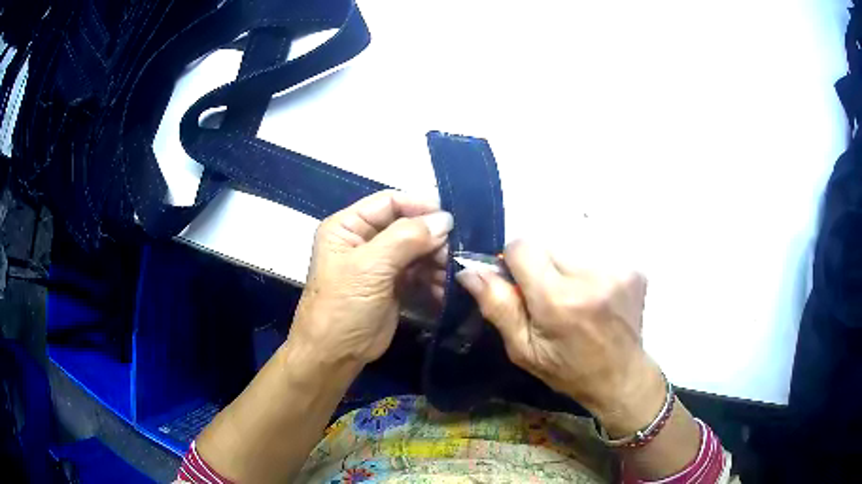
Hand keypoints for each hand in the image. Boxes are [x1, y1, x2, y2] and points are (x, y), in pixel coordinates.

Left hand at [287, 190, 451, 368]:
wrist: (335, 355)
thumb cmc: (343, 307)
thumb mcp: (369, 268)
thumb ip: (406, 238)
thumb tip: (445, 220)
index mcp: (348, 226)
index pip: (389, 202)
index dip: (419, 205)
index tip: (449, 219)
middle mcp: (365, 239)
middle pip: (407, 225)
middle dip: (432, 237)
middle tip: (454, 253)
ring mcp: (381, 263)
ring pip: (417, 249)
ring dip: (437, 259)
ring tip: (452, 273)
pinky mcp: (394, 285)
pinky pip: (420, 271)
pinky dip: (434, 277)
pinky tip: (445, 288)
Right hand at [456, 240, 664, 434]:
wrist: (621, 376)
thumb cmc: (568, 370)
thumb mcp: (524, 350)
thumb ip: (498, 306)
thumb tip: (469, 270)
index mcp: (558, 300)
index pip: (522, 246)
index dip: (514, 263)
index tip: (521, 286)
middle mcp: (590, 277)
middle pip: (547, 246)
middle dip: (541, 268)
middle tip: (550, 300)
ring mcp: (617, 270)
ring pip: (571, 250)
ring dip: (566, 270)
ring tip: (576, 301)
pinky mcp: (633, 269)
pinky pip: (596, 256)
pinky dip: (589, 273)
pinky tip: (597, 298)